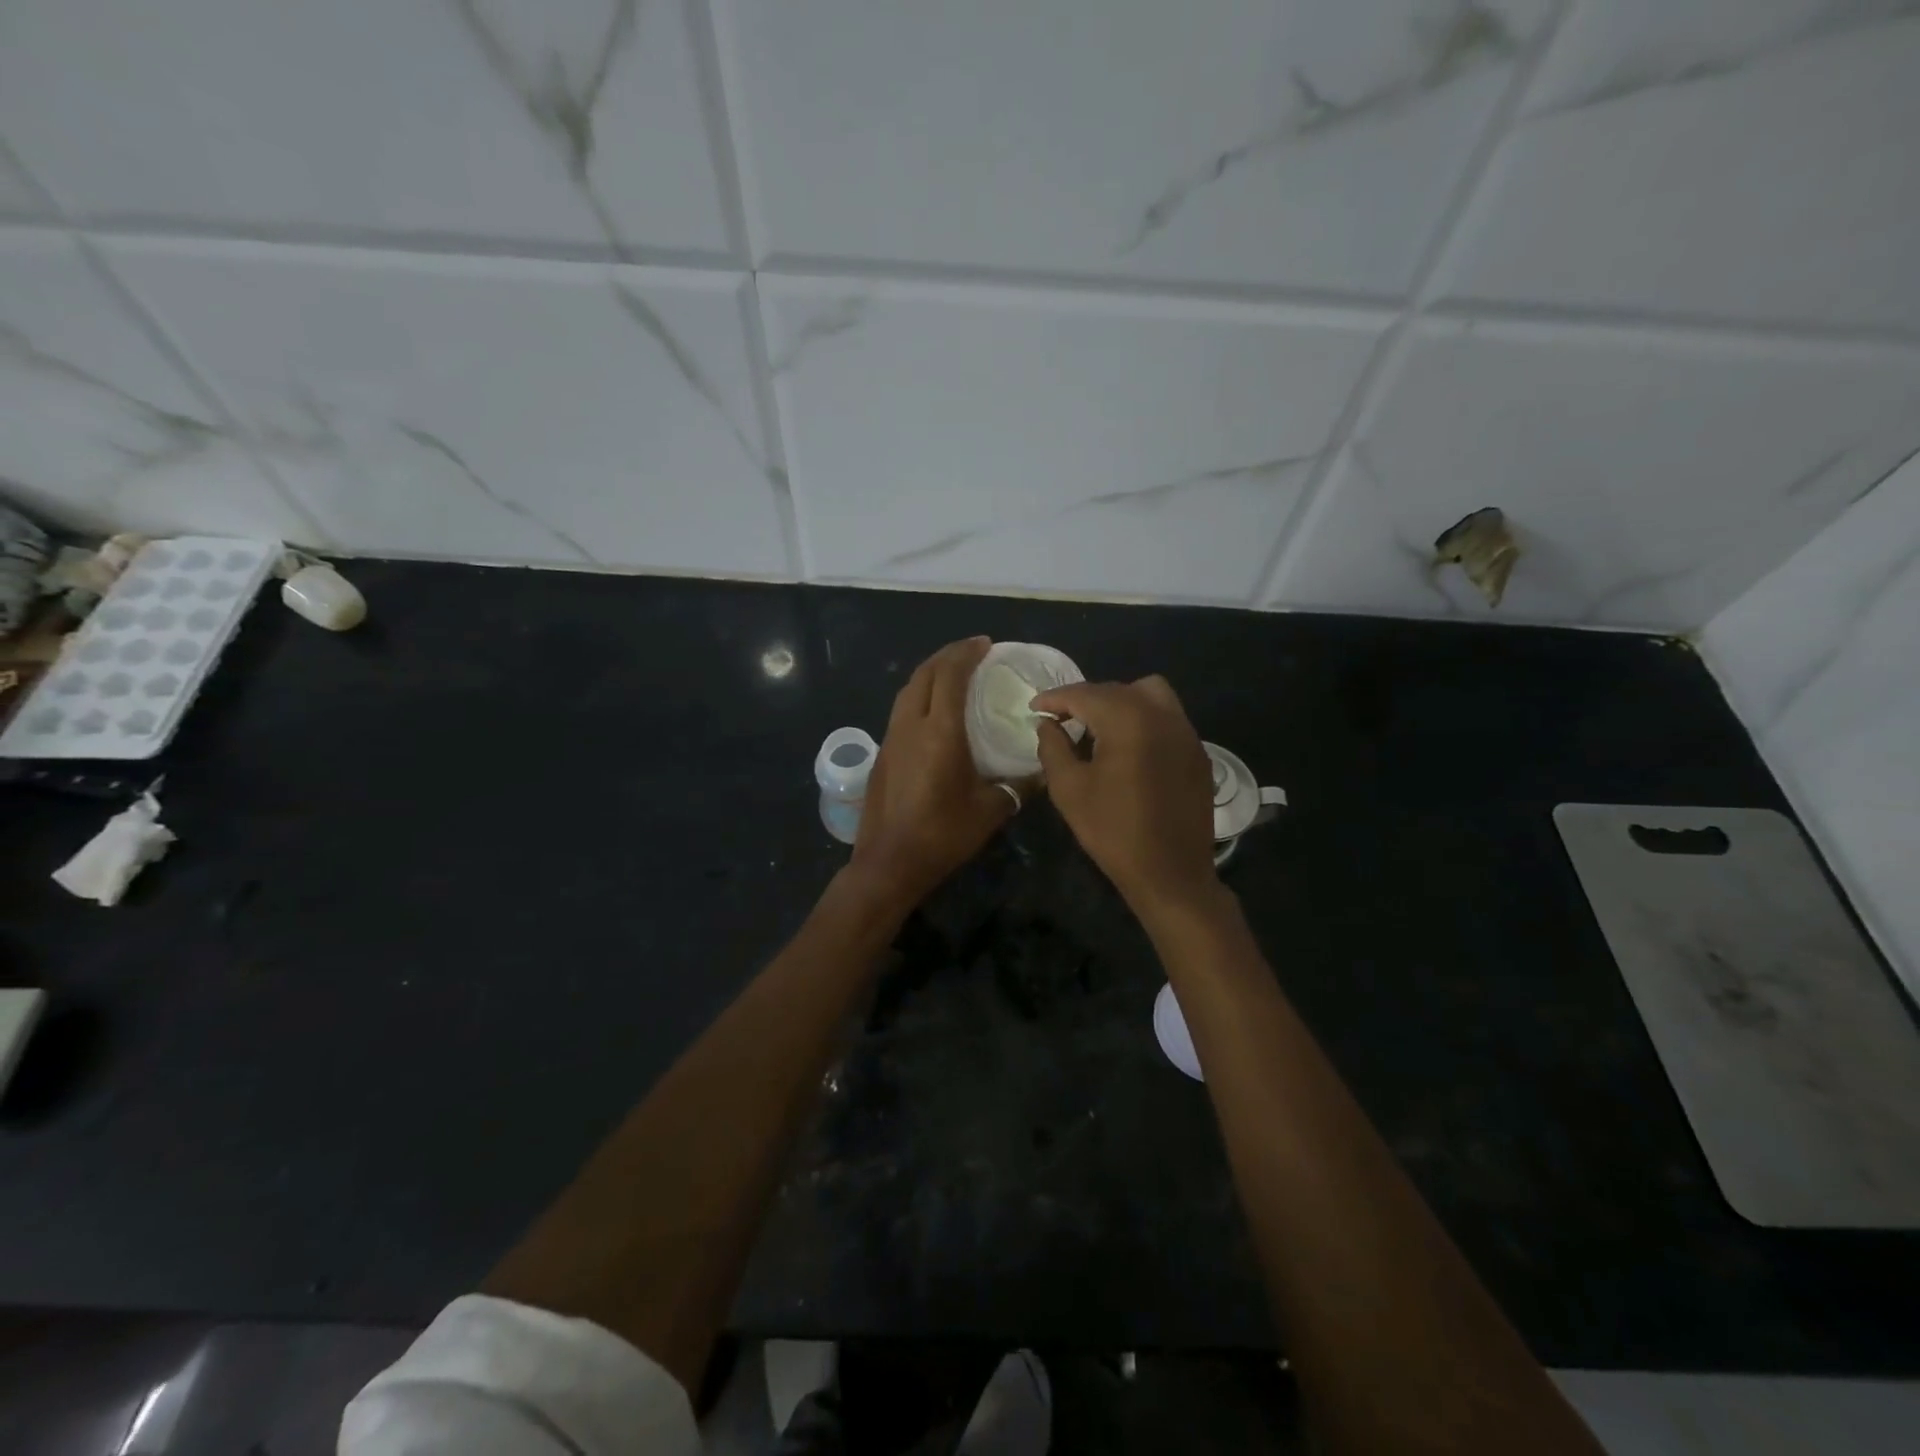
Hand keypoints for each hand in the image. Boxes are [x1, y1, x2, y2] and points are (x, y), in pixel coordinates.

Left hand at [848, 637, 1015, 909]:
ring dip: (930, 673)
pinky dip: (919, 695)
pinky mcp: (882, 753)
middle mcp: (911, 725)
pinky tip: (932, 711)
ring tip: (952, 674)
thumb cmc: (943, 834)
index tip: (985, 643)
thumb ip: (1019, 786)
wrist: (890, 861)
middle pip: (924, 673)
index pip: (950, 675)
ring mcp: (891, 738)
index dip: (966, 653)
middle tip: (971, 652)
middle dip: (947, 655)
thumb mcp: (991, 810)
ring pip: (907, 690)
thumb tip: (1042, 773)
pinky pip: (901, 709)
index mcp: (940, 732)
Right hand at [1033, 676, 1217, 917]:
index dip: (1055, 698)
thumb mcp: (1069, 789)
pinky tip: (1128, 748)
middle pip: (1117, 690)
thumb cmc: (1113, 831)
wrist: (1171, 874)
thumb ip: (1053, 747)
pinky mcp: (1198, 752)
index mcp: (1128, 720)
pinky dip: (1143, 720)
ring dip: (1118, 702)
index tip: (1035, 708)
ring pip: (1149, 694)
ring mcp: (1186, 732)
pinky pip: (1167, 718)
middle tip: (1060, 720)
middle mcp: (1162, 715)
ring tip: (1097, 728)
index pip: (1084, 694)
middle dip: (1085, 700)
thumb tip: (1047, 724)